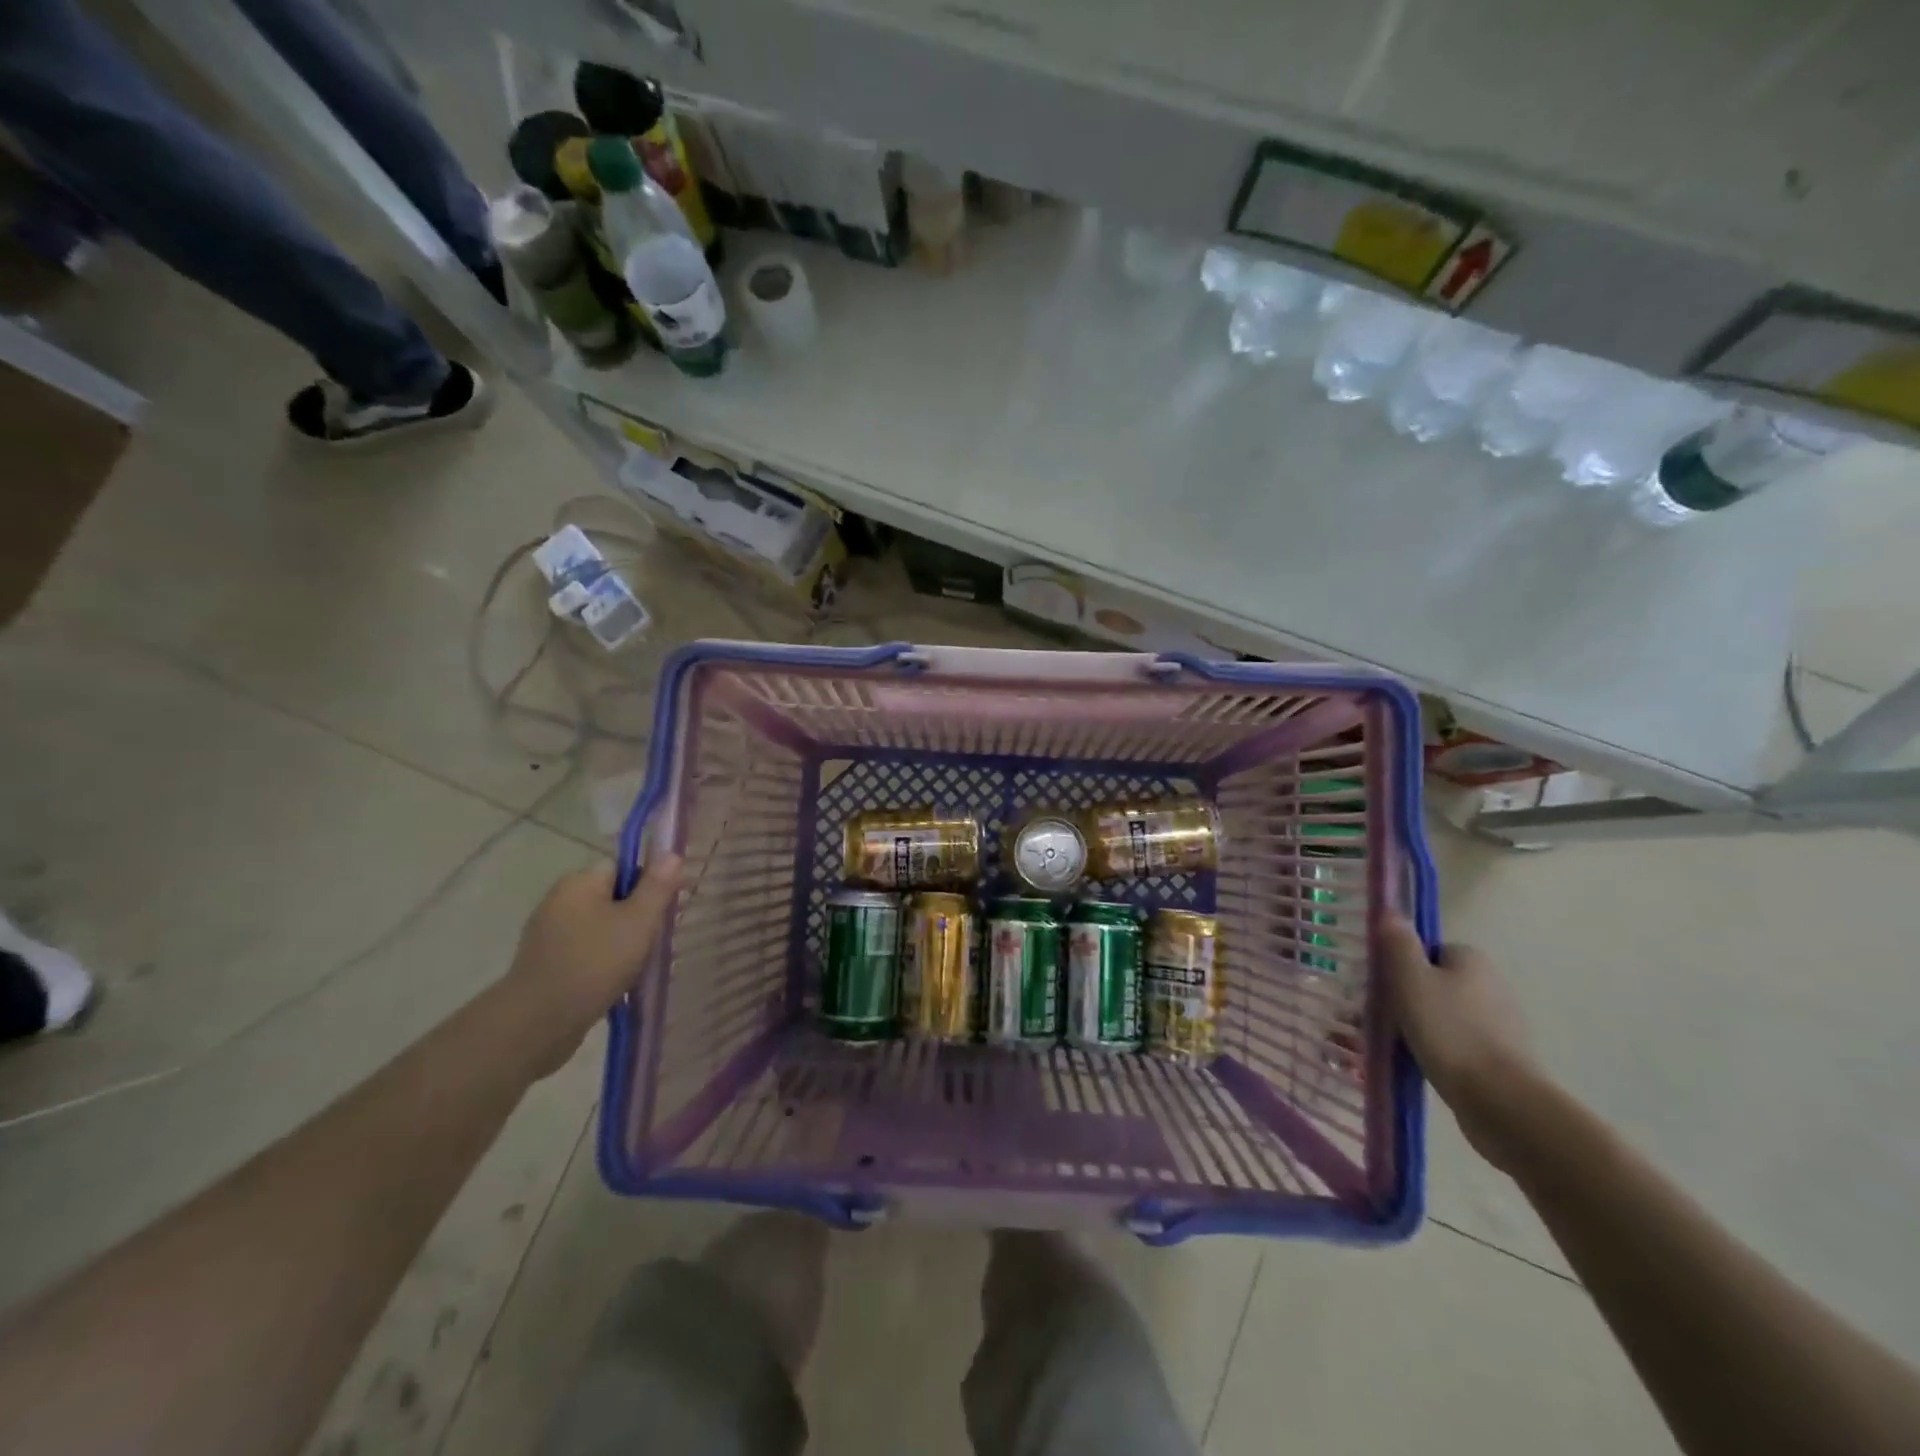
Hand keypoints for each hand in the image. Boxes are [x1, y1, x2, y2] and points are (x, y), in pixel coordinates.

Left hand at [504, 855, 683, 1075]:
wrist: (537, 1023)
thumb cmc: (594, 963)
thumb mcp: (638, 921)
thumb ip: (657, 886)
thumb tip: (671, 853)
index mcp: (579, 882)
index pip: (624, 869)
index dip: (650, 886)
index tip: (666, 911)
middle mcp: (559, 901)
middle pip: (614, 898)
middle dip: (638, 918)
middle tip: (656, 942)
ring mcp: (549, 934)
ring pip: (602, 928)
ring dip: (623, 943)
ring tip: (638, 967)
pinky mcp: (546, 964)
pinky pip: (586, 952)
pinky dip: (604, 962)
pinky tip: (616, 983)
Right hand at [1379, 916, 1540, 1170]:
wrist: (1501, 1101)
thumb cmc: (1449, 1031)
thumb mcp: (1410, 979)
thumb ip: (1397, 943)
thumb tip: (1390, 911)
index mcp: (1471, 959)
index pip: (1425, 952)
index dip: (1397, 967)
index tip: (1378, 989)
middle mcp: (1490, 985)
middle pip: (1431, 983)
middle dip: (1401, 1000)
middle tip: (1372, 1020)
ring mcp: (1499, 1024)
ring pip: (1440, 1016)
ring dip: (1413, 1028)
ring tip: (1384, 1047)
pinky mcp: (1500, 1058)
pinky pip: (1454, 1045)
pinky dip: (1432, 1051)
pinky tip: (1413, 1065)